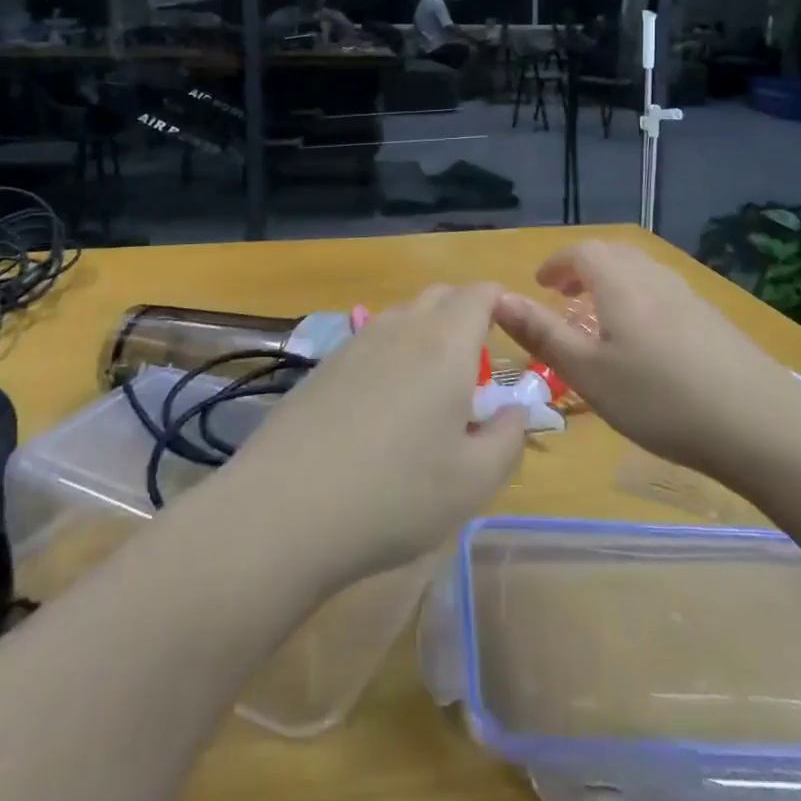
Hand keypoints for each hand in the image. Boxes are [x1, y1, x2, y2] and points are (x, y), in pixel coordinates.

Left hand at [215, 284, 525, 592]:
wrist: (286, 507)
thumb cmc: (396, 494)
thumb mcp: (474, 482)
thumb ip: (508, 438)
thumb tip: (514, 410)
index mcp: (445, 343)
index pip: (479, 294)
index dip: (501, 303)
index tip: (512, 333)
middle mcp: (401, 327)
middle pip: (440, 296)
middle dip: (465, 315)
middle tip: (475, 368)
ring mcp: (356, 342)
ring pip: (403, 316)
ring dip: (426, 334)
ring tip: (430, 391)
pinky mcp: (324, 364)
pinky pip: (371, 341)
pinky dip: (391, 355)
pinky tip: (381, 407)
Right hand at [493, 240, 800, 479]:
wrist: (762, 424)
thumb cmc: (661, 399)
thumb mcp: (589, 373)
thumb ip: (543, 334)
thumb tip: (499, 299)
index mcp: (620, 284)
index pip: (582, 252)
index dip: (557, 263)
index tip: (540, 285)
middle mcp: (654, 279)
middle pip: (614, 254)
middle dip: (583, 268)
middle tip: (564, 296)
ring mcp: (689, 298)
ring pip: (642, 272)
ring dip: (613, 282)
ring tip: (600, 316)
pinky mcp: (714, 321)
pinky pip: (664, 292)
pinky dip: (640, 299)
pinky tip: (646, 341)